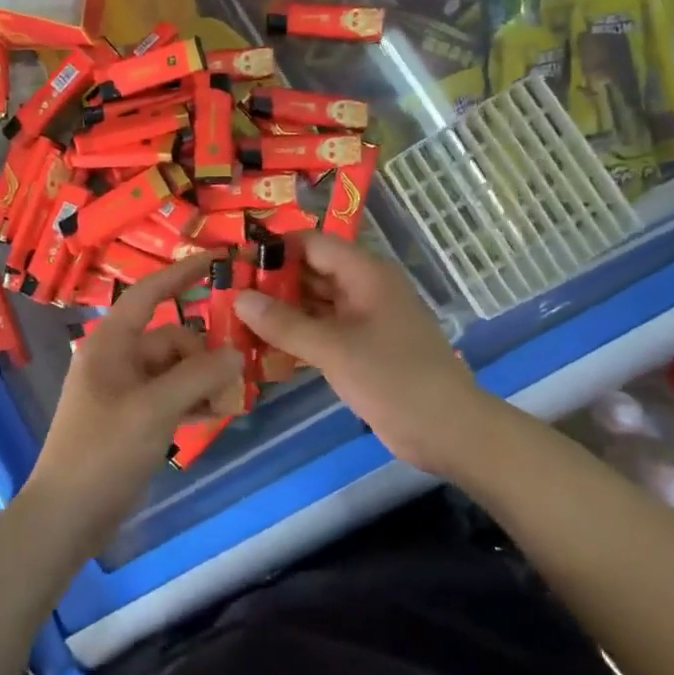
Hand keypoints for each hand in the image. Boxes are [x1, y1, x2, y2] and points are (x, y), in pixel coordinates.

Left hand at [24, 254, 243, 549]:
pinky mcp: (131, 417)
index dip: (182, 273)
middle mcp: (117, 358)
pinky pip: (169, 395)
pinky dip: (191, 400)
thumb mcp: (155, 409)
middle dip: (204, 354)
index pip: (149, 293)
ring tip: (230, 400)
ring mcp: (124, 389)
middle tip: (236, 378)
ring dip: (202, 380)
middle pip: (171, 338)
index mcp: (111, 343)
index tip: (218, 258)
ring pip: (174, 369)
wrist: (68, 515)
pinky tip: (215, 414)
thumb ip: (198, 376)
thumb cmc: (104, 451)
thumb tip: (236, 353)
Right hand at [232, 233, 487, 477]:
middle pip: (310, 271)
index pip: (311, 243)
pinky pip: (322, 329)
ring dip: (280, 310)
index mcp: (365, 273)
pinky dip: (296, 334)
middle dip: (271, 282)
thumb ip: (285, 324)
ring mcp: (363, 318)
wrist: (448, 430)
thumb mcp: (335, 349)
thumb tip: (239, 298)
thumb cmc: (394, 379)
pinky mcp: (361, 346)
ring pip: (314, 302)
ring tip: (234, 318)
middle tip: (225, 294)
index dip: (274, 249)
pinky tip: (262, 345)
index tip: (233, 264)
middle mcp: (363, 287)